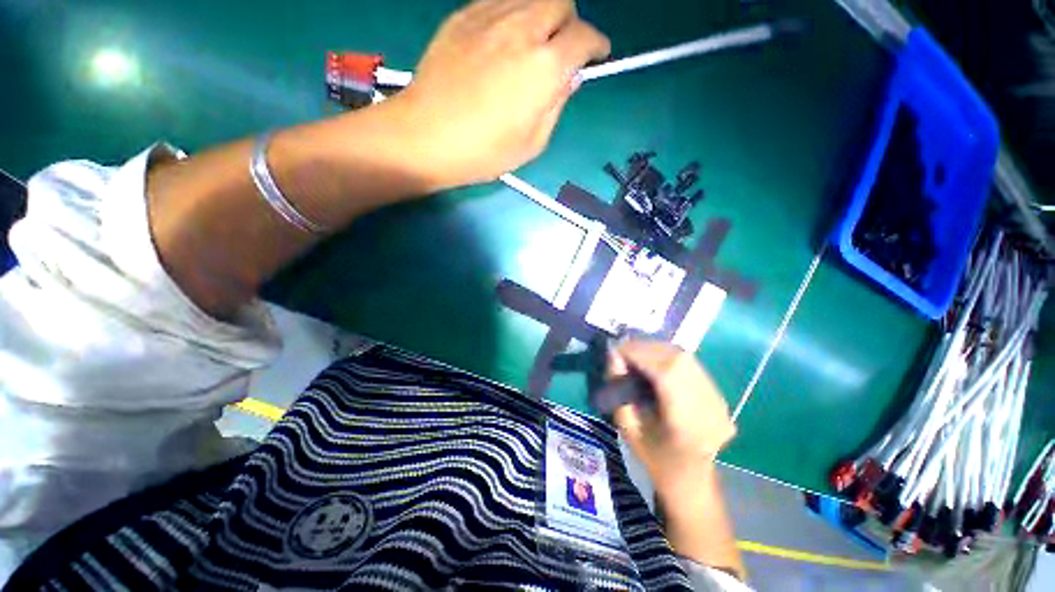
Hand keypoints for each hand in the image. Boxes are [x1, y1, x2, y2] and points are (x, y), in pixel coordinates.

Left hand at [391, 0, 609, 188]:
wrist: (426, 136)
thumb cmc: (484, 151)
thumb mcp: (533, 143)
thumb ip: (557, 105)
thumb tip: (570, 78)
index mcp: (545, 66)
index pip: (585, 38)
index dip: (596, 46)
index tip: (596, 57)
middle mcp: (522, 29)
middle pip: (561, 1)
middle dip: (569, 23)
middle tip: (561, 49)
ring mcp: (489, 17)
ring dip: (541, 16)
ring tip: (531, 45)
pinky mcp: (462, 17)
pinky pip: (499, 2)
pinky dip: (511, 15)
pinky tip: (502, 41)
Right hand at [609, 340, 736, 495]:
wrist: (691, 479)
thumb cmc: (654, 458)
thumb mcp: (628, 427)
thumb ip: (620, 390)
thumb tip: (614, 356)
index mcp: (686, 424)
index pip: (665, 373)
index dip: (639, 354)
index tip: (616, 350)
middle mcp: (709, 407)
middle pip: (677, 359)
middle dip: (646, 348)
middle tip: (624, 350)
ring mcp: (718, 400)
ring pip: (685, 358)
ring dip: (657, 349)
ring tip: (637, 353)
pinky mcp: (719, 395)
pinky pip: (691, 364)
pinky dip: (668, 357)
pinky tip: (654, 361)